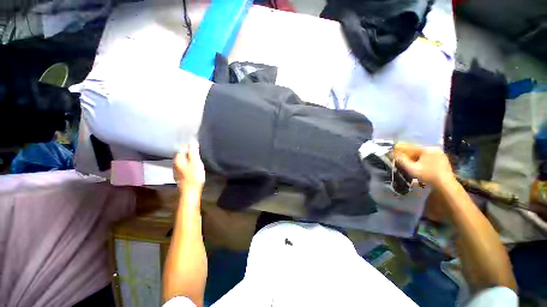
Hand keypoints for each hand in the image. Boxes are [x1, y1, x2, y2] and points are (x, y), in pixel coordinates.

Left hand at [173, 142, 205, 190]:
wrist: (190, 191)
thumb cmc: (194, 176)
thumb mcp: (196, 162)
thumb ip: (193, 151)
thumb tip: (192, 141)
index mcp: (178, 159)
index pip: (181, 148)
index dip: (188, 146)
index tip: (196, 145)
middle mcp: (174, 163)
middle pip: (181, 154)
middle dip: (188, 152)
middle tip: (197, 151)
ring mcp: (176, 170)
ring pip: (182, 161)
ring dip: (188, 158)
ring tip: (196, 158)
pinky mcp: (179, 176)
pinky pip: (183, 166)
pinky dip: (187, 164)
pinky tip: (193, 166)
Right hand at [394, 144, 454, 186]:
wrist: (446, 184)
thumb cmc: (428, 175)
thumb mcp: (411, 168)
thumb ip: (401, 160)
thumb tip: (391, 153)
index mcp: (426, 149)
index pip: (410, 147)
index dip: (400, 148)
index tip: (392, 149)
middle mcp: (434, 149)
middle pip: (416, 151)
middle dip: (407, 154)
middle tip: (399, 157)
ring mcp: (440, 154)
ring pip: (422, 154)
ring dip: (414, 157)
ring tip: (408, 162)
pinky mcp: (443, 159)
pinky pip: (428, 157)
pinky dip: (421, 160)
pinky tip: (418, 165)